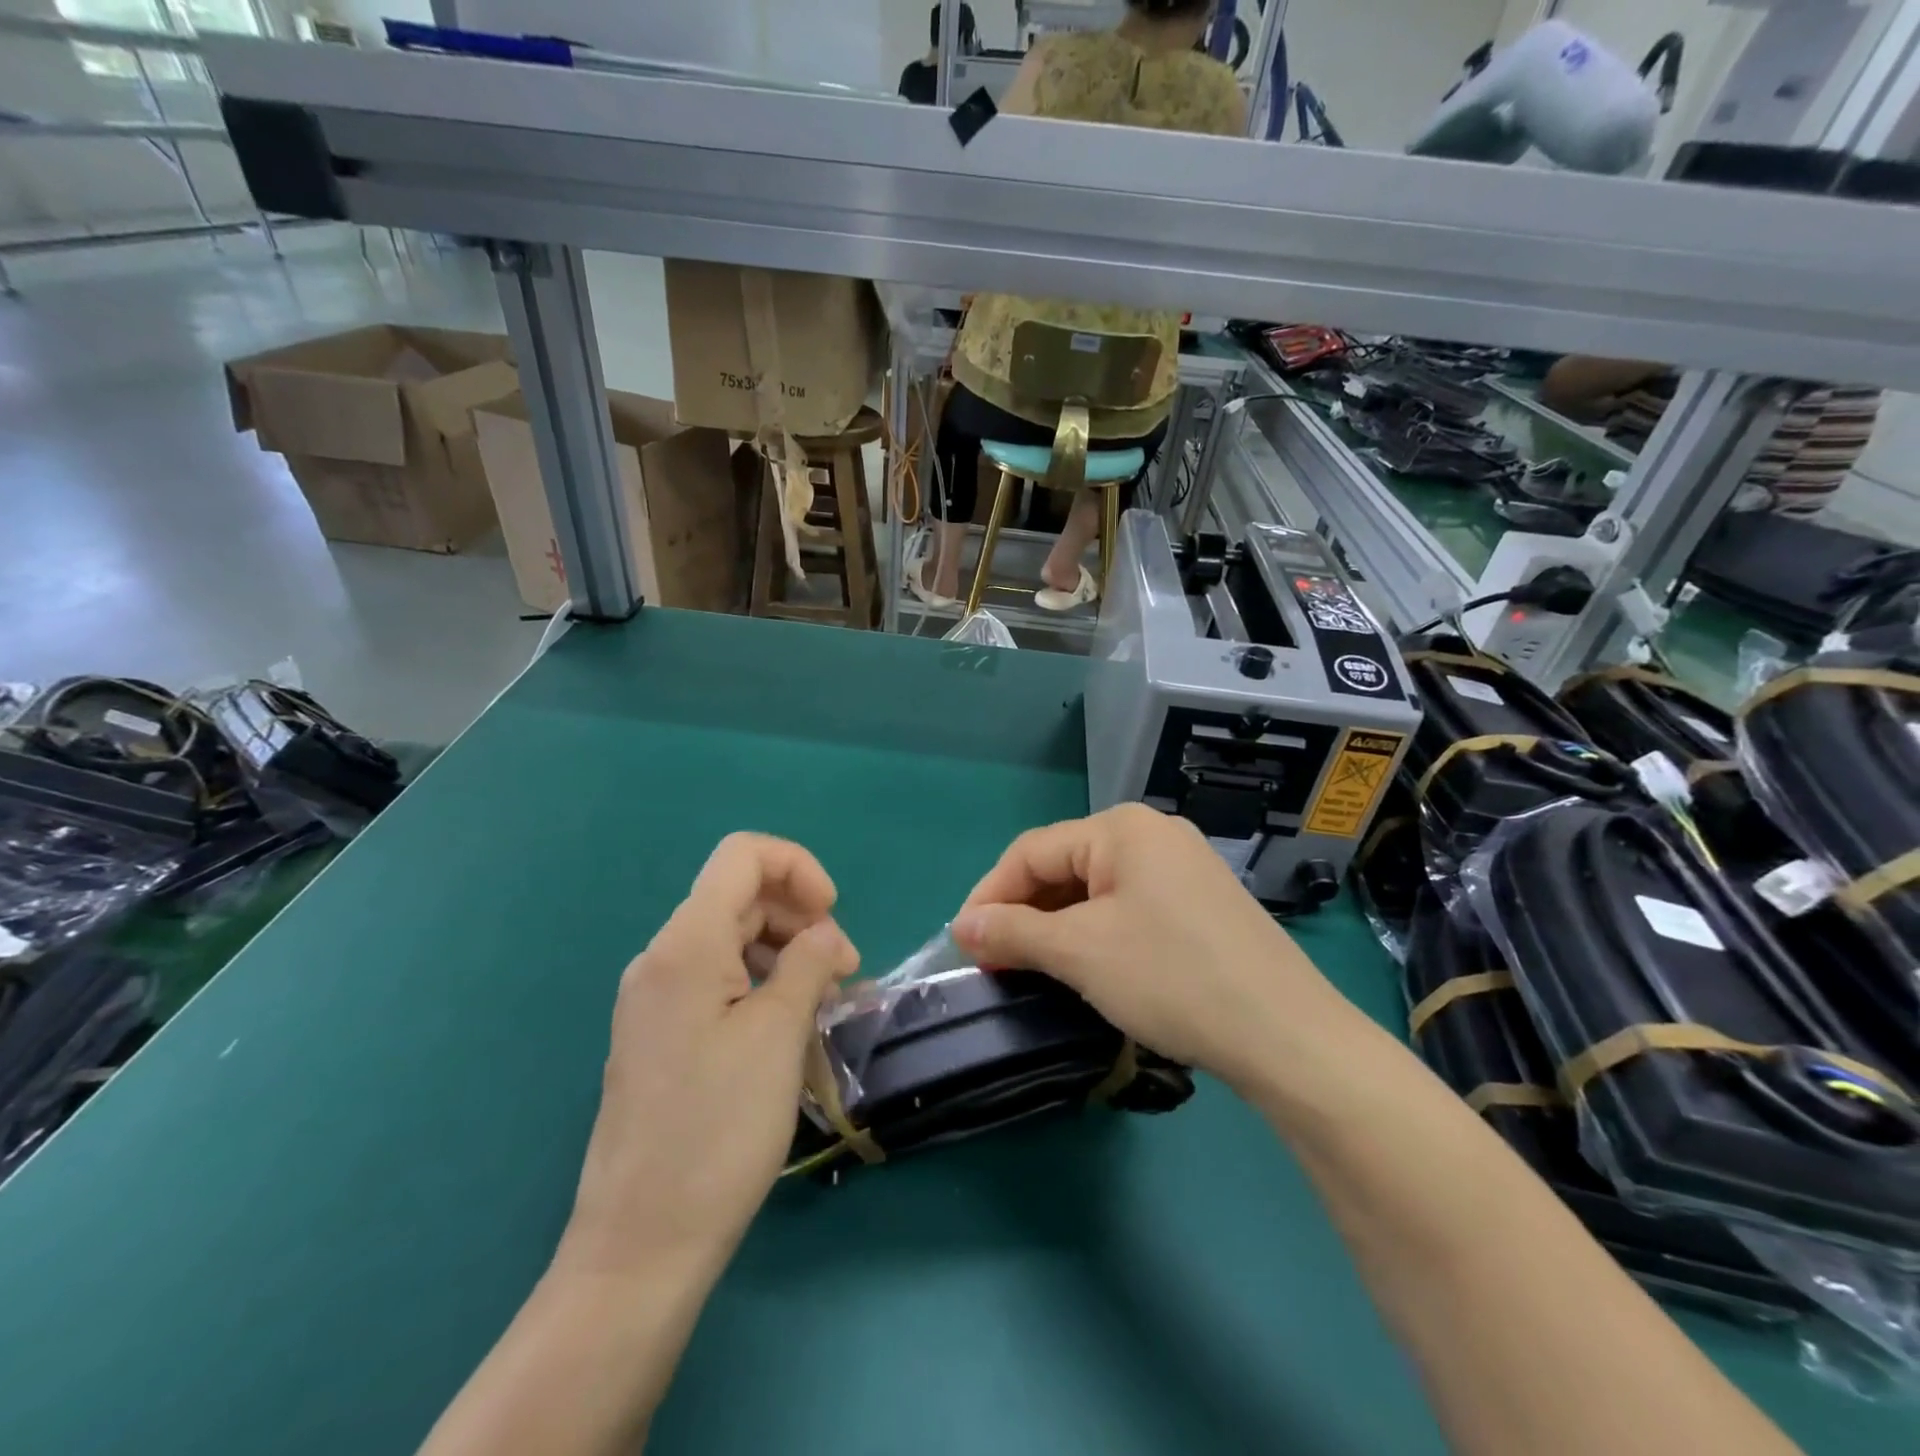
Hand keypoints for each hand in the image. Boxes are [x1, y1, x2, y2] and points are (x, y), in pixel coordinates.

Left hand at [560, 834, 858, 1281]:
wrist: (642, 1246)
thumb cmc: (717, 1130)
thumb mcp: (778, 1035)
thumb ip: (807, 963)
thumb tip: (824, 933)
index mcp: (684, 945)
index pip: (742, 856)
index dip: (798, 867)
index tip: (832, 915)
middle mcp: (662, 960)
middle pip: (739, 897)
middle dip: (799, 917)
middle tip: (843, 971)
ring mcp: (656, 1000)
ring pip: (732, 940)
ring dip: (786, 953)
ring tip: (824, 1003)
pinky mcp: (661, 1035)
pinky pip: (718, 981)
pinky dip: (762, 985)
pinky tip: (791, 1028)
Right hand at [951, 805, 1361, 1087]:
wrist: (1288, 1036)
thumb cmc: (1171, 977)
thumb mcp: (1080, 952)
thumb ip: (1012, 932)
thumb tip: (962, 926)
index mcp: (1122, 828)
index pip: (1032, 851)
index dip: (989, 895)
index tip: (962, 944)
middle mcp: (1153, 834)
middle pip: (1065, 866)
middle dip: (1024, 913)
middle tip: (994, 962)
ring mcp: (1184, 868)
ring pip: (1096, 890)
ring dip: (1057, 926)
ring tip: (1032, 968)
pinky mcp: (1202, 904)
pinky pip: (1129, 907)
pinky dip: (1096, 933)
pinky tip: (1086, 966)